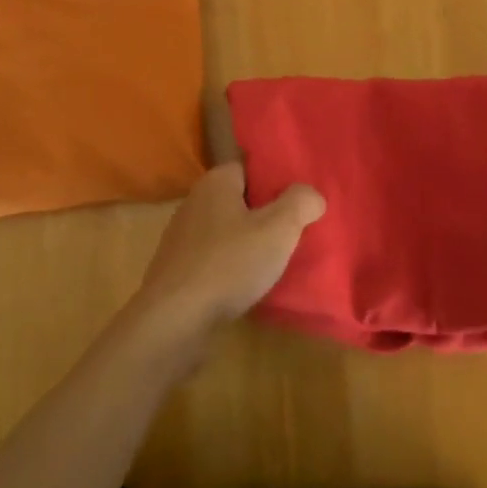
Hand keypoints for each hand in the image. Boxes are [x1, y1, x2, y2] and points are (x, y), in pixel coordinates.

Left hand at [129, 163, 324, 349]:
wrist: (174, 319)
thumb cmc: (229, 264)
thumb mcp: (278, 229)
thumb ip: (300, 203)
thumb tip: (312, 194)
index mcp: (216, 182)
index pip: (250, 168)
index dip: (276, 182)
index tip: (298, 202)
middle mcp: (194, 201)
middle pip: (239, 199)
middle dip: (265, 215)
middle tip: (293, 234)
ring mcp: (182, 236)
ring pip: (226, 231)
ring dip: (248, 243)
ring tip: (275, 263)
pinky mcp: (177, 269)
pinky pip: (213, 258)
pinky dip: (230, 267)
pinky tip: (247, 286)